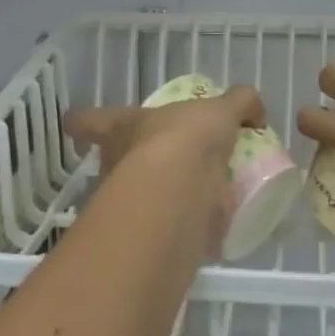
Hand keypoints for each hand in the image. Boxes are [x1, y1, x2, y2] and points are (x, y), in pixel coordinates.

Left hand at [66, 87, 266, 254]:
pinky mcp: (144, 231)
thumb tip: (254, 110)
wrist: (179, 190)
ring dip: (158, 196)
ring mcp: (125, 200)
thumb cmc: (185, 138)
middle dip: (133, 163)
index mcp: (120, 127)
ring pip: (134, 197)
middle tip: (163, 163)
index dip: (83, 121)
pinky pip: (162, 225)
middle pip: (112, 161)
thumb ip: (239, 104)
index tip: (79, 126)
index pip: (88, 120)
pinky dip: (181, 225)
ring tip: (192, 194)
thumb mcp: (220, 110)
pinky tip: (206, 223)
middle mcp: (114, 162)